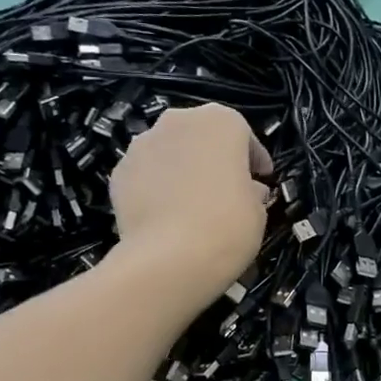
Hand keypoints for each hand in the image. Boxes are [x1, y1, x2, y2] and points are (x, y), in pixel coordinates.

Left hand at [110, 104, 271, 293]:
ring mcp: (142, 144)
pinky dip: (157, 188)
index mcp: (220, 122)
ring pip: (170, 152)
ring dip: (183, 170)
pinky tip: (166, 215)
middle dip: (214, 158)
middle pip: (201, 136)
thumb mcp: (257, 211)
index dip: (254, 159)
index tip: (261, 179)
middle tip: (226, 188)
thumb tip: (247, 190)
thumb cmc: (227, 227)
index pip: (243, 133)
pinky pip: (147, 175)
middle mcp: (178, 121)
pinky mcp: (119, 172)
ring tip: (192, 203)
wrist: (168, 259)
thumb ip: (252, 191)